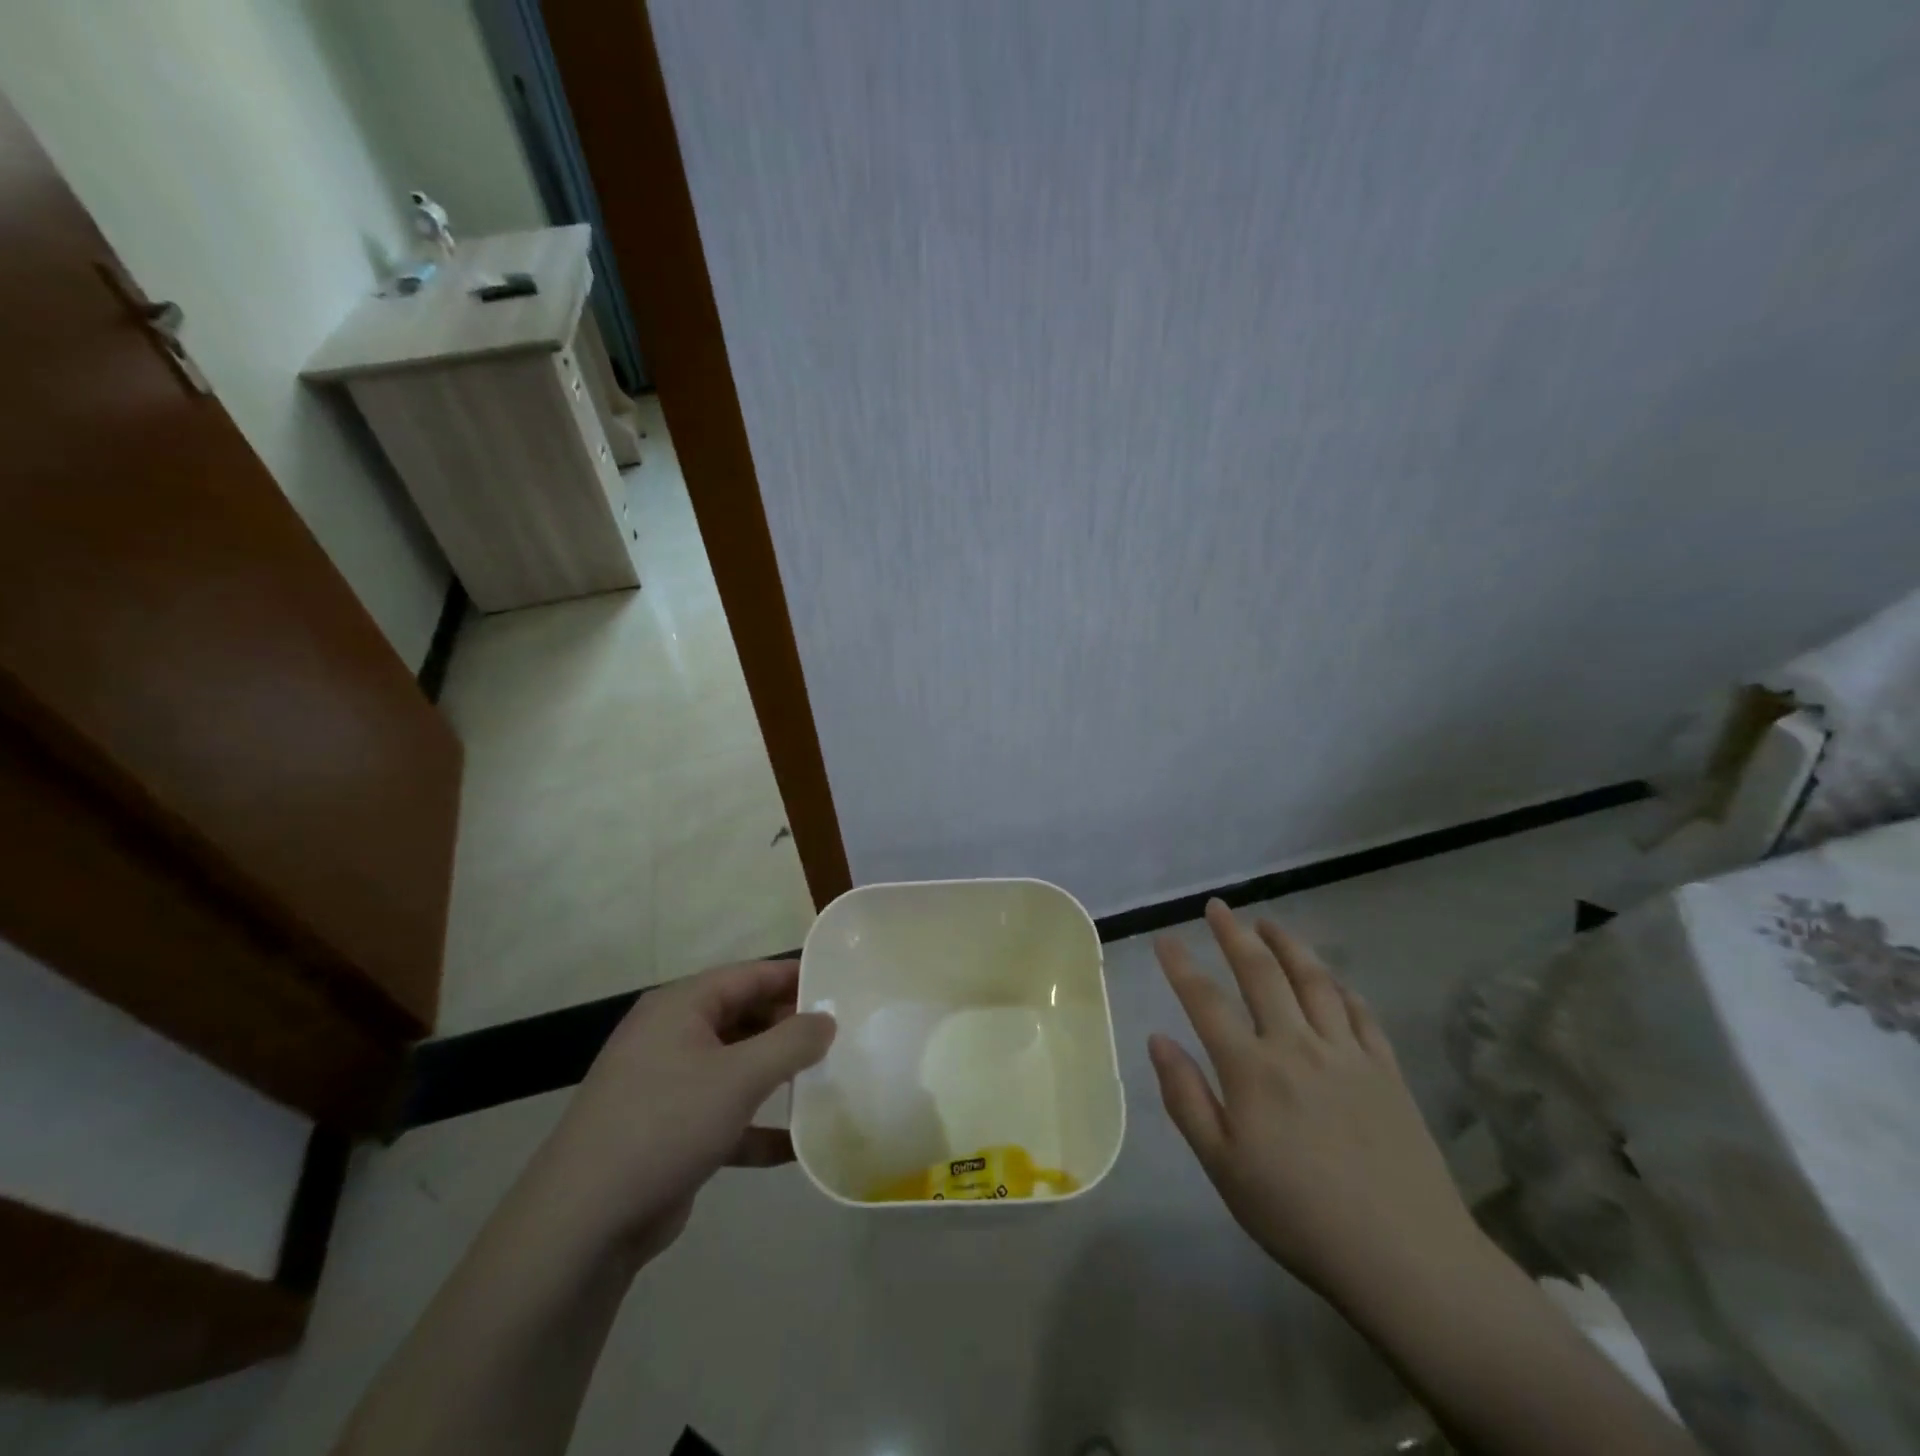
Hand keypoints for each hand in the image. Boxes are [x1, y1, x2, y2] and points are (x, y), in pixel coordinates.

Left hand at [531, 960, 835, 1264]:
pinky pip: (724, 1114)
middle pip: (744, 1018)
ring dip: (777, 1077)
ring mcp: (667, 1084)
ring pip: (736, 1067)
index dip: (794, 978)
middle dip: (789, 1029)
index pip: (749, 975)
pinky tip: (796, 1146)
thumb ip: (791, 1043)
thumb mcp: (739, 1077)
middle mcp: (672, 1036)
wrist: (583, 1222)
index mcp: (680, 1006)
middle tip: (840, 1039)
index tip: (839, 987)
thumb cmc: (666, 1124)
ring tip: (827, 1082)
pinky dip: (756, 1125)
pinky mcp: (669, 1130)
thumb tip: (826, 1019)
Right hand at [1149, 901, 1477, 1306]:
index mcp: (1252, 1070)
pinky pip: (1360, 1012)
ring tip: (1268, 923)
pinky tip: (1330, 978)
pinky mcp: (1387, 1069)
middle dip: (1234, 935)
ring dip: (1288, 944)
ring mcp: (1347, 1053)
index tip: (1164, 938)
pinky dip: (1340, 986)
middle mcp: (1297, 1046)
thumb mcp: (1223, 1168)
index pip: (1206, 1001)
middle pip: (1261, 973)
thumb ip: (1186, 1098)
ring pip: (1313, 980)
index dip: (1181, 965)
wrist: (1407, 1260)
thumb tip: (1157, 1039)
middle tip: (1218, 907)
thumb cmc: (1299, 1217)